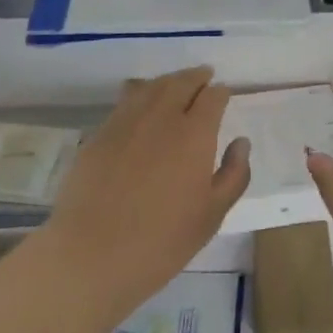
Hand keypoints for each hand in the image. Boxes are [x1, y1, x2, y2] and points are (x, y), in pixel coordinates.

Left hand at [44, 66, 251, 311]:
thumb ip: (233, 175)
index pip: (213, 97)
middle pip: (181, 82)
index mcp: (195, 133)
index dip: (221, 93)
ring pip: (151, 86)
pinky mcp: (99, 134)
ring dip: (168, 81)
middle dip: (196, 77)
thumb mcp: (212, 215)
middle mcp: (161, 116)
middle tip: (204, 77)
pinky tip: (140, 103)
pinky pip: (124, 101)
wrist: (91, 255)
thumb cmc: (162, 241)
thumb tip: (241, 142)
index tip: (224, 96)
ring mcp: (126, 122)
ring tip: (175, 85)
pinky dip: (139, 93)